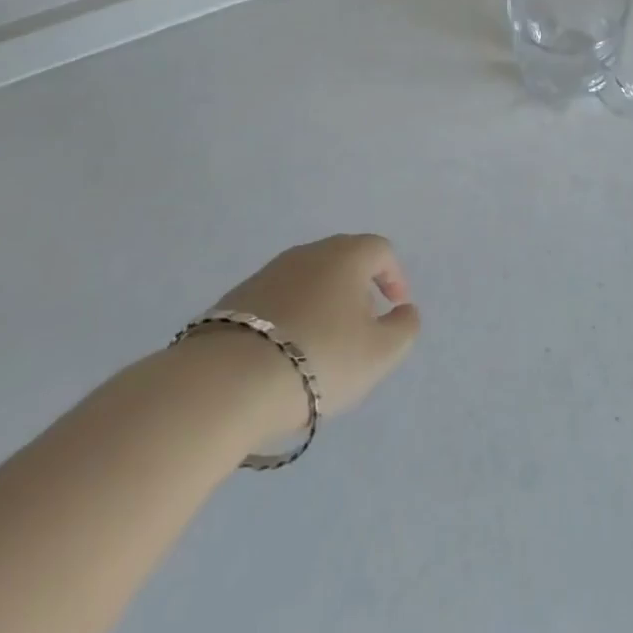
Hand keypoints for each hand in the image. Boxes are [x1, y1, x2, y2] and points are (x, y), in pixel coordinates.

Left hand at [186, 234, 420, 436]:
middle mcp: (308, 252)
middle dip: (359, 288)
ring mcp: (268, 272)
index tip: (395, 309)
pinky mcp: (236, 298)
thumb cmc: (319, 359)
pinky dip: (291, 317)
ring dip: (323, 303)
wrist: (227, 381)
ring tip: (322, 344)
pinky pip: (278, 300)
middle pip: (343, 260)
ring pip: (308, 279)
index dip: (394, 277)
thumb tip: (405, 310)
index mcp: (346, 255)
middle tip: (362, 326)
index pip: (381, 250)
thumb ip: (404, 329)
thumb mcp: (379, 353)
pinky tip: (285, 353)